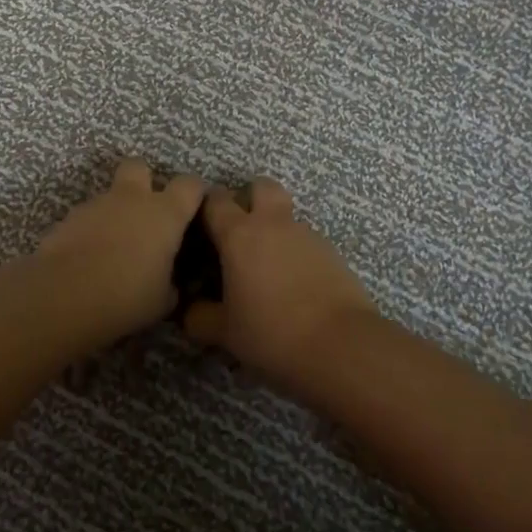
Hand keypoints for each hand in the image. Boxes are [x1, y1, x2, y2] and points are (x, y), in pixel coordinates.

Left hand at [36, 158, 206, 335]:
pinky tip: (88, 258)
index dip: (195, 193)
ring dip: (115, 212)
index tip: (195, 210)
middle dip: (144, 181)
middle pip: (139, 167)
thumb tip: (171, 282)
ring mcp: (96, 205)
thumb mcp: (163, 300)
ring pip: (110, 195)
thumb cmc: (126, 296)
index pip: (190, 184)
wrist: (63, 296)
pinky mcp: (68, 218)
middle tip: (146, 213)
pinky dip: (91, 230)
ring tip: (113, 248)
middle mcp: (131, 199)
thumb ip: (171, 282)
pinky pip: (87, 217)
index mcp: (165, 213)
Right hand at [183, 177, 377, 383]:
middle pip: (261, 187)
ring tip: (267, 270)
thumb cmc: (271, 332)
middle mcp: (273, 224)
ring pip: (286, 217)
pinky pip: (306, 242)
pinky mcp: (332, 252)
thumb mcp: (225, 332)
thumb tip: (190, 311)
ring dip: (274, 231)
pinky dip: (296, 254)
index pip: (215, 200)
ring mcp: (307, 235)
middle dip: (249, 198)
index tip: (199, 228)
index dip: (204, 208)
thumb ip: (200, 317)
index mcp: (240, 234)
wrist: (341, 345)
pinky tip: (294, 286)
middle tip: (239, 231)